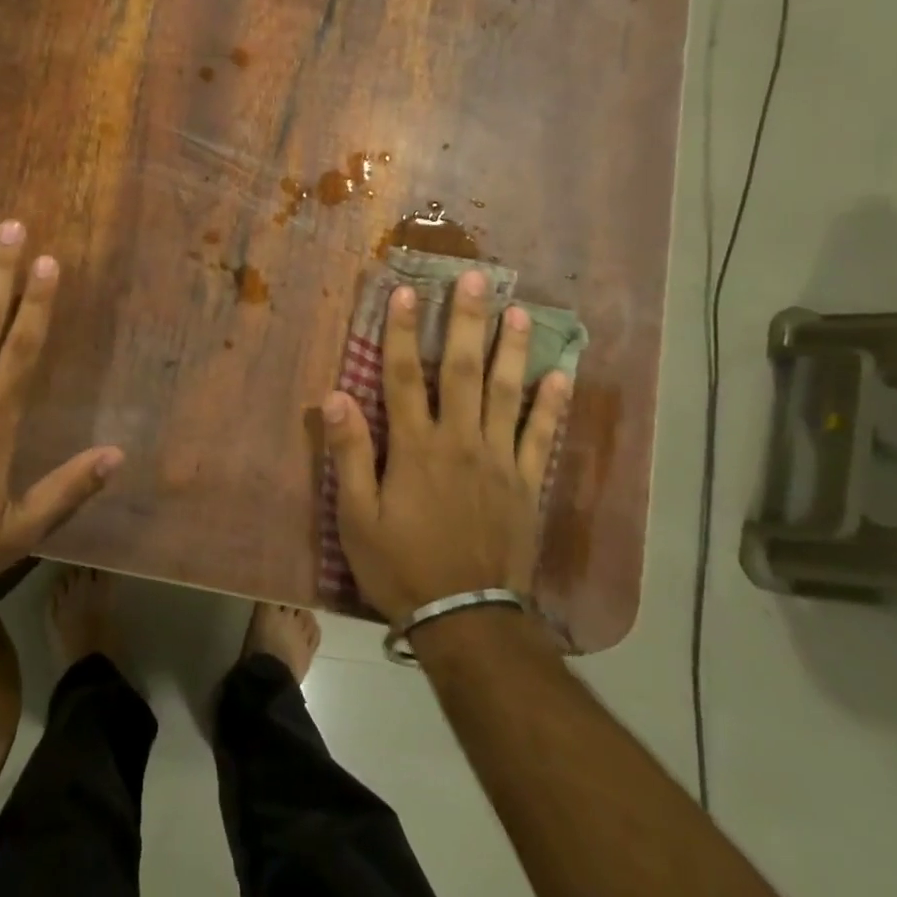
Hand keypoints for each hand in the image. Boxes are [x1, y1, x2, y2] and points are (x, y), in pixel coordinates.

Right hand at [323, 271, 570, 625]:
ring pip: (507, 394)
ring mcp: (500, 460)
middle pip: (462, 371)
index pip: (403, 376)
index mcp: (415, 447)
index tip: (406, 292)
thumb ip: (350, 454)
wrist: (465, 617)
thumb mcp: (357, 516)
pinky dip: (552, 405)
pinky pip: (542, 437)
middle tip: (477, 279)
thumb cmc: (401, 565)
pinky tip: (561, 375)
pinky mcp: (527, 483)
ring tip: (521, 311)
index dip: (402, 332)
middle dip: (466, 322)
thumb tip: (335, 397)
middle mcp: (460, 441)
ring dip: (512, 350)